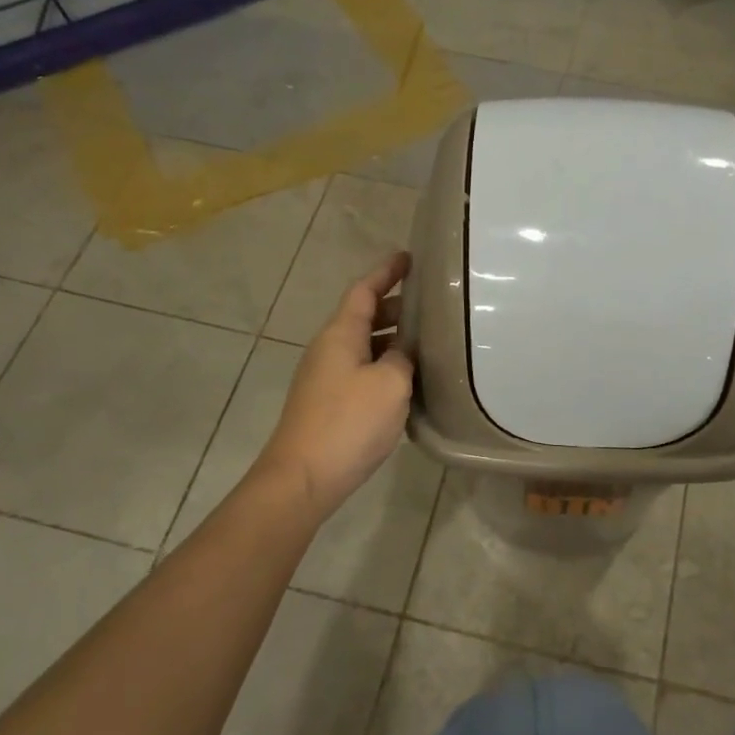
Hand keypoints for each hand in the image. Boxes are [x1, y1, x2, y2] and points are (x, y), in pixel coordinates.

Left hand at [255, 253, 413, 518]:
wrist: (303, 477)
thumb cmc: (349, 422)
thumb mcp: (390, 383)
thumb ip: (403, 357)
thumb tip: (403, 351)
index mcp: (341, 333)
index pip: (364, 289)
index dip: (387, 271)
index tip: (410, 257)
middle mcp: (329, 348)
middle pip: (364, 316)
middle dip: (396, 306)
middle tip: (431, 306)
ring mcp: (325, 377)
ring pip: (364, 345)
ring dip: (392, 339)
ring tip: (428, 342)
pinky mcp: (328, 403)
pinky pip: (361, 370)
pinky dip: (385, 365)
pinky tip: (408, 381)